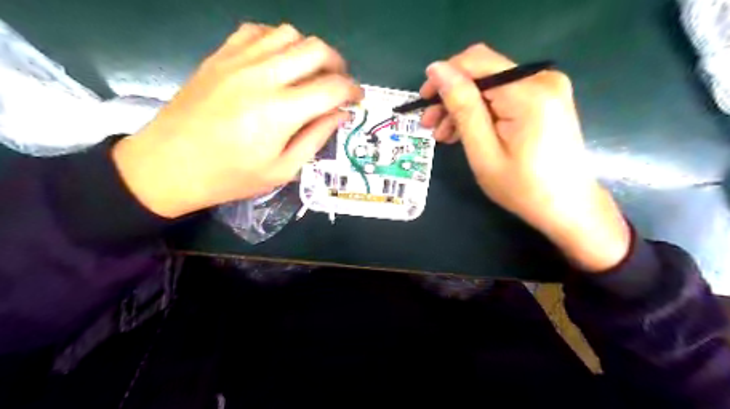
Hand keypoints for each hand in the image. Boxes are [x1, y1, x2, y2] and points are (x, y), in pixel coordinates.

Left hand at [114, 23, 361, 216]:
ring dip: (310, 51)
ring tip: (311, 73)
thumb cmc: (230, 176)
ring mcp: (238, 60)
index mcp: (280, 111)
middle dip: (338, 64)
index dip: (353, 91)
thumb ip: (316, 138)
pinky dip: (278, 40)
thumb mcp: (282, 169)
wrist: (168, 165)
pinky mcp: (220, 56)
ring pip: (289, 33)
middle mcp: (263, 76)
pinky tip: (279, 61)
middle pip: (315, 49)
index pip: (332, 87)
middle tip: (340, 84)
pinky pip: (257, 31)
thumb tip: (341, 114)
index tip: (358, 100)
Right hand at [419, 45, 630, 273]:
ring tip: (443, 134)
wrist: (567, 206)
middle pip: (482, 72)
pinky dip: (482, 110)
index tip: (423, 101)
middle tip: (429, 123)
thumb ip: (462, 106)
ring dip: (463, 105)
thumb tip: (437, 69)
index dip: (444, 75)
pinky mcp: (546, 98)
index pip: (475, 62)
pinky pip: (503, 95)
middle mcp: (542, 78)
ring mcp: (547, 87)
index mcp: (528, 92)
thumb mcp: (483, 151)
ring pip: (490, 84)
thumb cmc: (522, 187)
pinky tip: (465, 131)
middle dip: (451, 95)